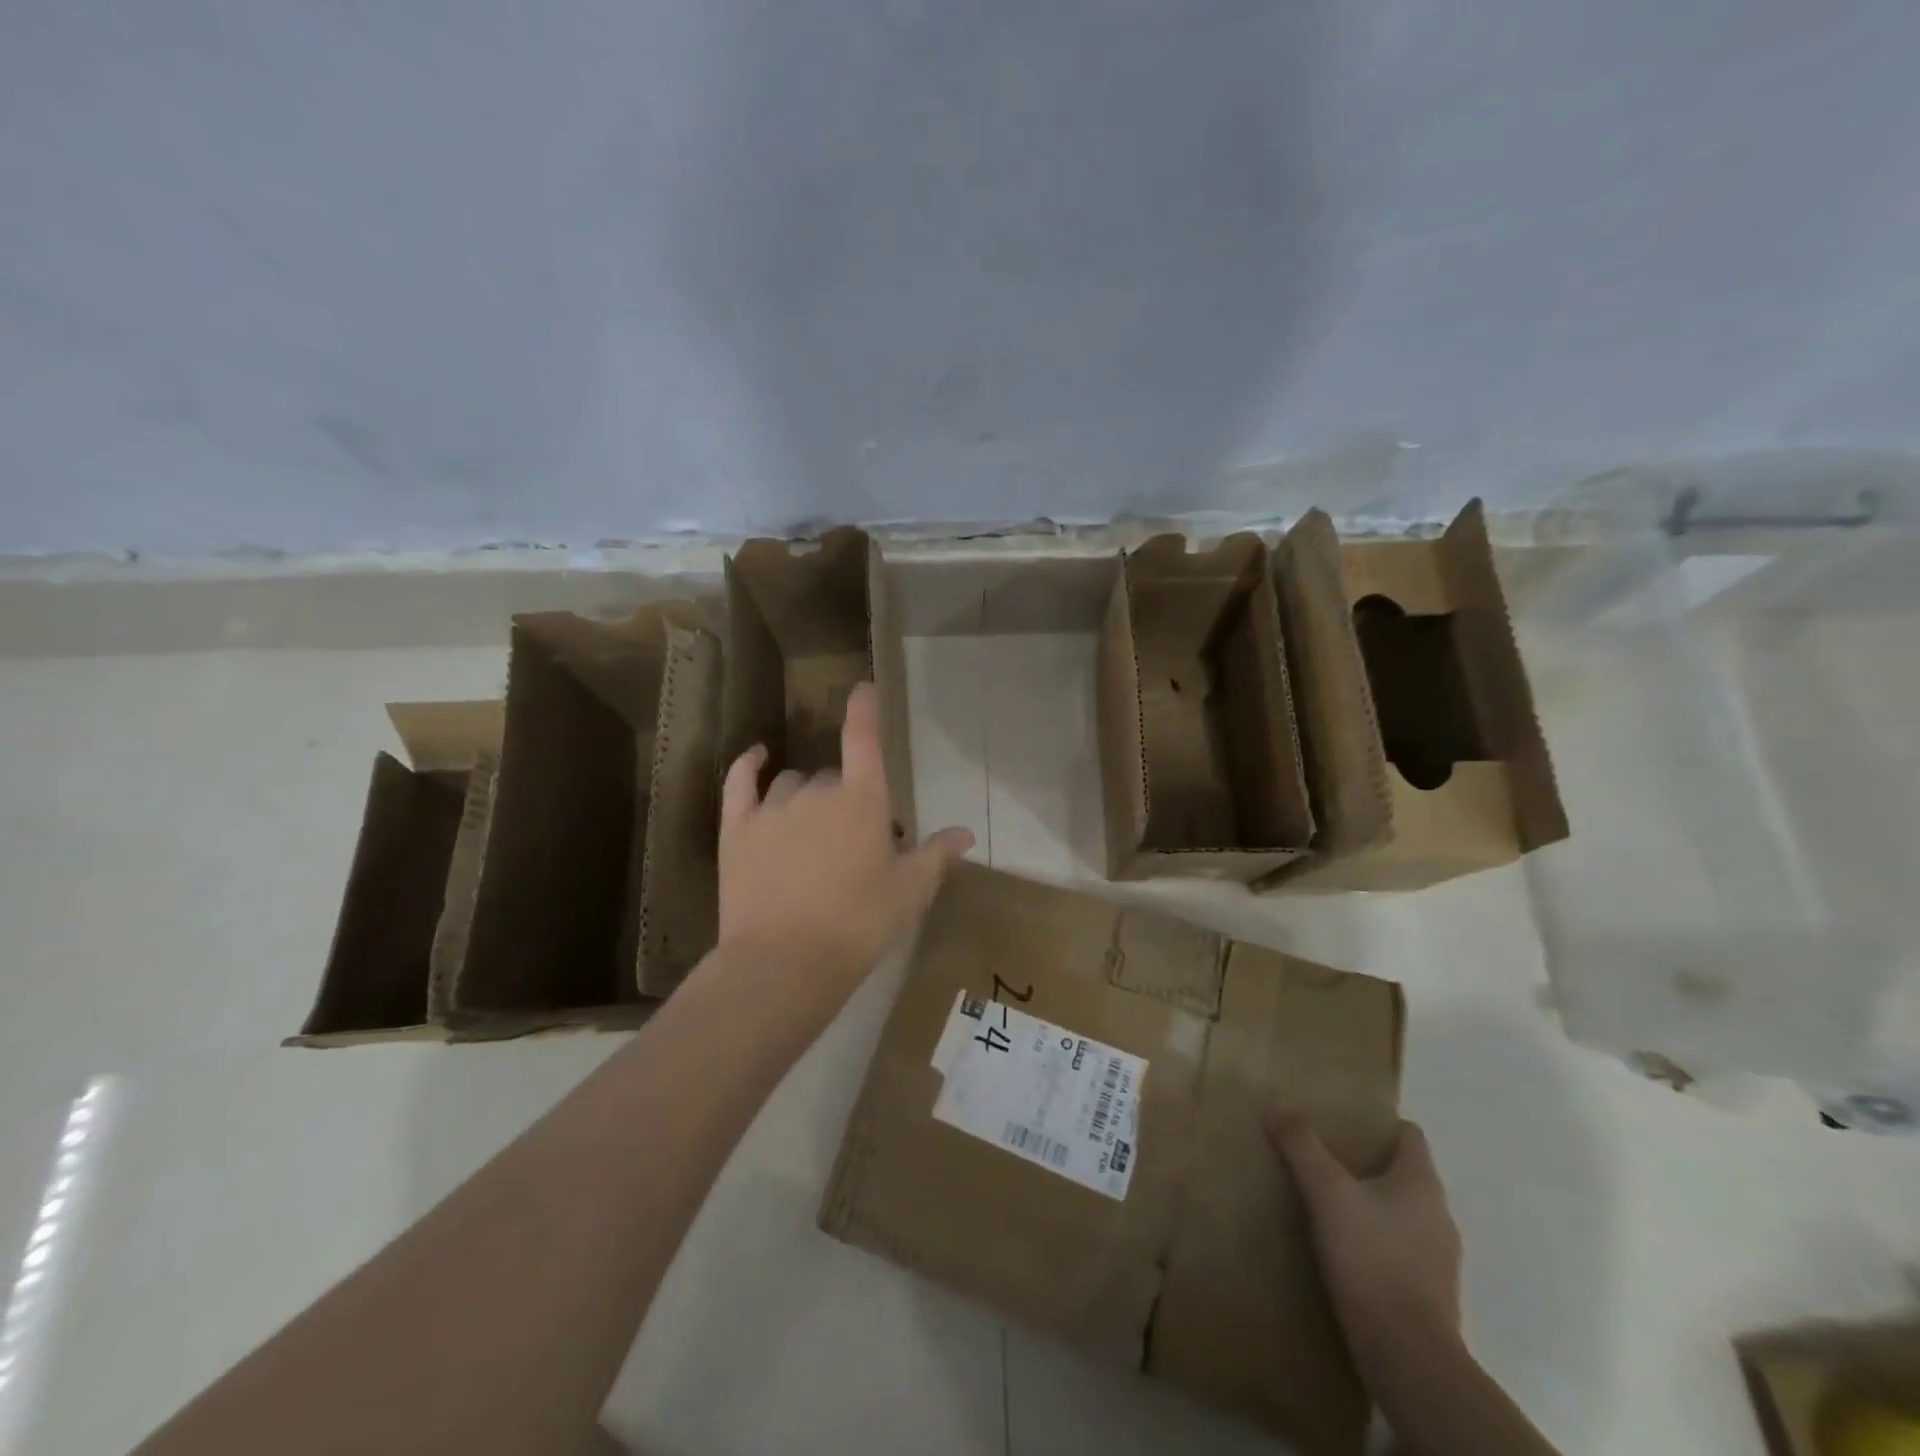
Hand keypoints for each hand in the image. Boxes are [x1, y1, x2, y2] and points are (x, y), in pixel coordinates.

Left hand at [715, 682, 973, 1010]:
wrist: (784, 963)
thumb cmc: (858, 925)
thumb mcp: (909, 893)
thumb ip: (937, 856)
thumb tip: (966, 834)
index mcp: (862, 800)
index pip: (864, 738)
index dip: (864, 709)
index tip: (863, 689)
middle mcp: (817, 791)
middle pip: (833, 777)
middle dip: (846, 799)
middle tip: (854, 844)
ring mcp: (772, 807)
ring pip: (792, 784)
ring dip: (806, 797)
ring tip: (812, 835)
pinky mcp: (736, 828)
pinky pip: (741, 781)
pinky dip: (750, 765)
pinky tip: (758, 758)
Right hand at [1269, 1111, 1461, 1358]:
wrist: (1407, 1357)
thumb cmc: (1371, 1258)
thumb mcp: (1326, 1192)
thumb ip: (1301, 1145)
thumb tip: (1275, 1101)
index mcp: (1422, 1183)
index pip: (1409, 1135)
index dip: (1378, 1124)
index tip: (1343, 1122)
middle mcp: (1439, 1215)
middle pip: (1403, 1173)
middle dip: (1367, 1163)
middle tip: (1324, 1157)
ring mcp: (1438, 1258)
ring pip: (1401, 1213)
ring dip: (1370, 1204)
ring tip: (1328, 1202)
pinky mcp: (1428, 1294)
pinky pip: (1399, 1249)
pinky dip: (1375, 1240)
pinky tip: (1343, 1248)